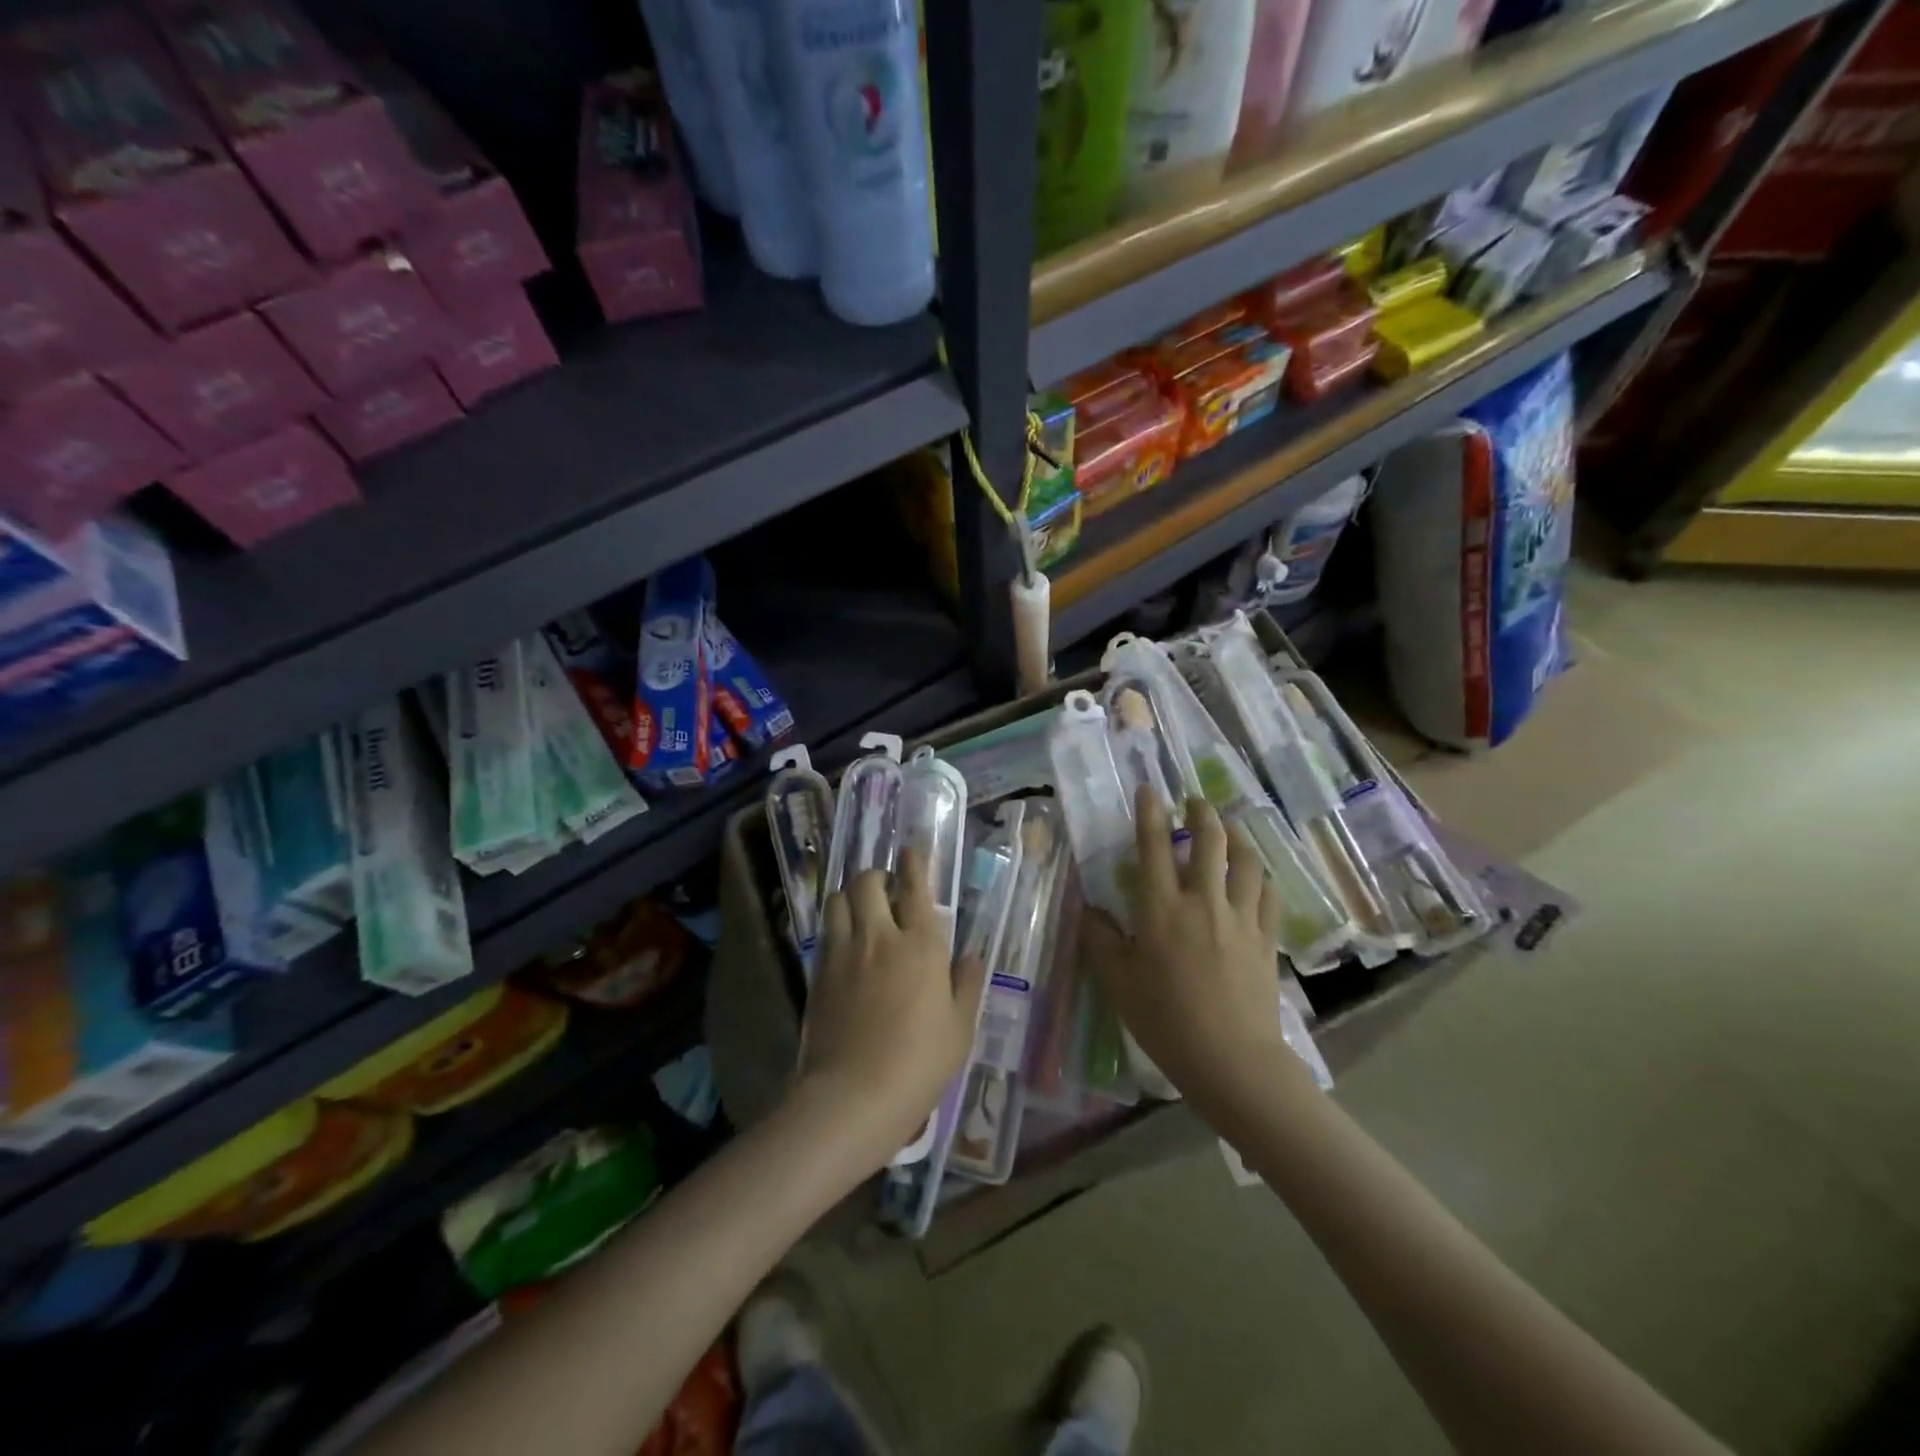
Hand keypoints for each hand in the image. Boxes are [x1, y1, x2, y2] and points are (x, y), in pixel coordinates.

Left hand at [795, 847, 986, 1169]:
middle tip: (886, 891)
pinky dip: (836, 923)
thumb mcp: (959, 1028)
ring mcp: (843, 951)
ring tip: (861, 910)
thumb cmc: (919, 1064)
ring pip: (839, 898)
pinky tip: (845, 942)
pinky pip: (825, 929)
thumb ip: (967, 984)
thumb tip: (972, 955)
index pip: (915, 887)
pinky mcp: (818, 971)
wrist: (853, 1095)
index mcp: (921, 945)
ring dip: (852, 895)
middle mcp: (880, 936)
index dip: (914, 863)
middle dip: (877, 876)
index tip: (912, 851)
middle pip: (868, 881)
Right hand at [1080, 788, 1293, 1107]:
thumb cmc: (1166, 1021)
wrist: (1231, 1060)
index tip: (1150, 789)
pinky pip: (1267, 893)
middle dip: (1203, 813)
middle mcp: (1203, 901)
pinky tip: (1255, 875)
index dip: (1150, 813)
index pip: (1154, 847)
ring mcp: (1240, 918)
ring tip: (1230, 829)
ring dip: (1237, 837)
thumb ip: (1101, 940)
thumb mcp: (1119, 982)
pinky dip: (1259, 875)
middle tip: (1196, 802)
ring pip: (1246, 861)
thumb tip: (1090, 909)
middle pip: (1210, 841)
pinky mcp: (1265, 938)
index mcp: (1162, 909)